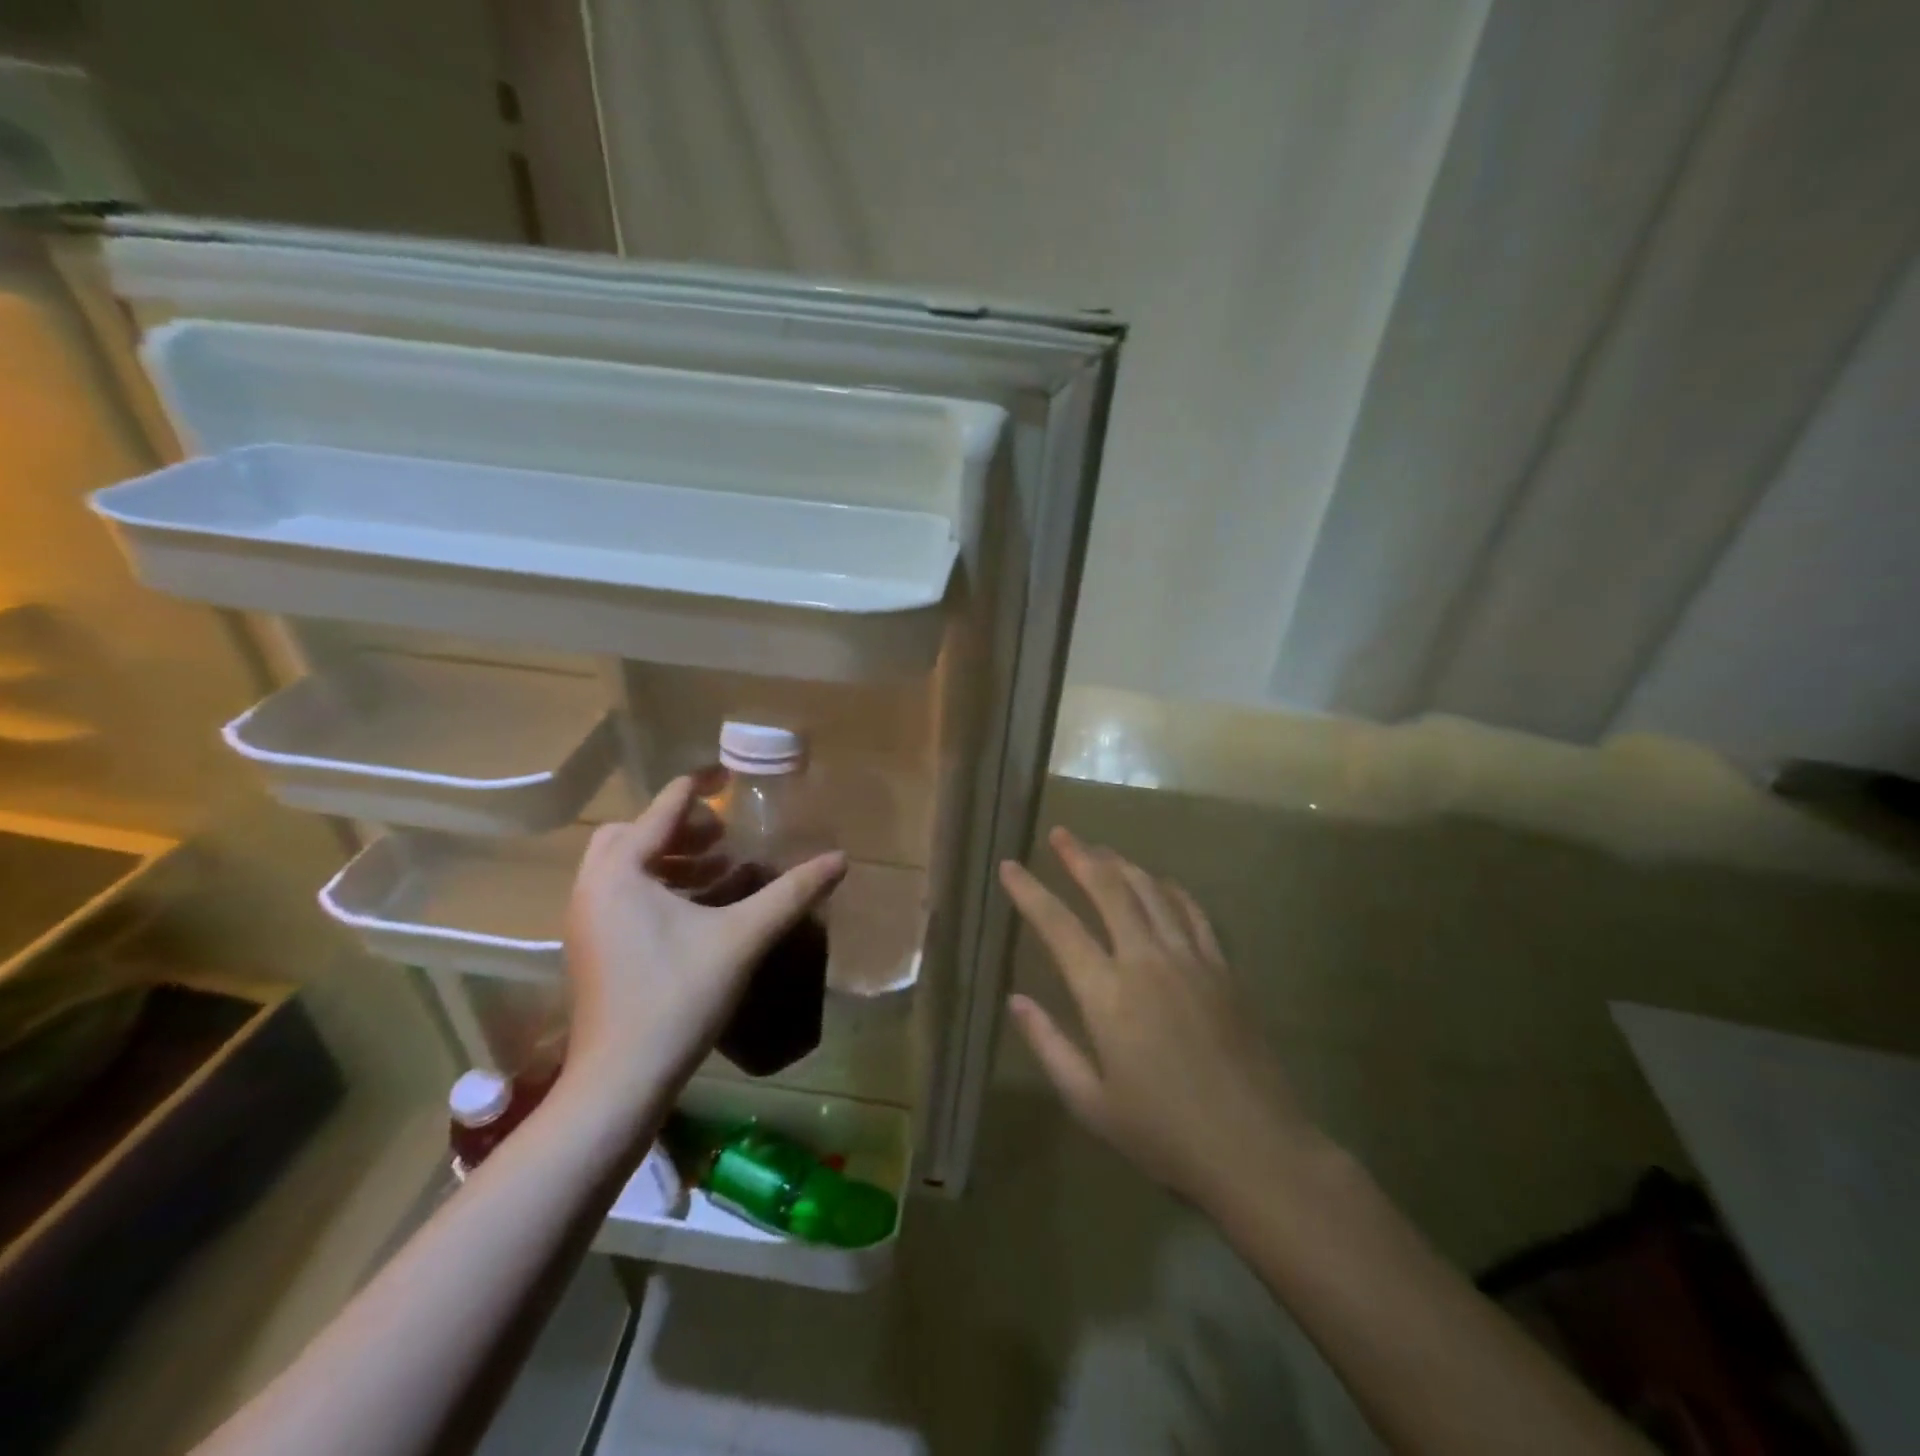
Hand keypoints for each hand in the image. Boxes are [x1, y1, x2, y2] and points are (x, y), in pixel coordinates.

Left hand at [563, 777, 845, 1103]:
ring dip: (671, 857)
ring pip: (626, 866)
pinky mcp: (592, 948)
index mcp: (621, 871)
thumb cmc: (678, 997)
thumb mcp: (742, 937)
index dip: (701, 786)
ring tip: (720, 868)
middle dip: (681, 826)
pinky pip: (623, 894)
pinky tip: (699, 909)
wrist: (620, 1081)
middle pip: (634, 833)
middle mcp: (593, 887)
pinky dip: (659, 886)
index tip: (731, 774)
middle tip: (723, 836)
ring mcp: (586, 920)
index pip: (664, 807)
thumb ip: (791, 893)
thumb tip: (839, 860)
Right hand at [999, 827, 1322, 1206]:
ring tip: (1101, 849)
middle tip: (1061, 834)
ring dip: (1122, 864)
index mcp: (1106, 994)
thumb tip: (1015, 1001)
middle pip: (1109, 889)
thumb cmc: (1163, 1132)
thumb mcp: (1091, 1102)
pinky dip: (1169, 889)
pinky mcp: (1222, 967)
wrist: (1255, 1148)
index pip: (1058, 926)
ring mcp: (1189, 958)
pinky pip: (1192, 911)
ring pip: (1150, 891)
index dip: (1029, 892)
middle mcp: (1146, 961)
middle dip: (1080, 856)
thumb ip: (1049, 1045)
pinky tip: (1159, 882)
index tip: (1009, 867)